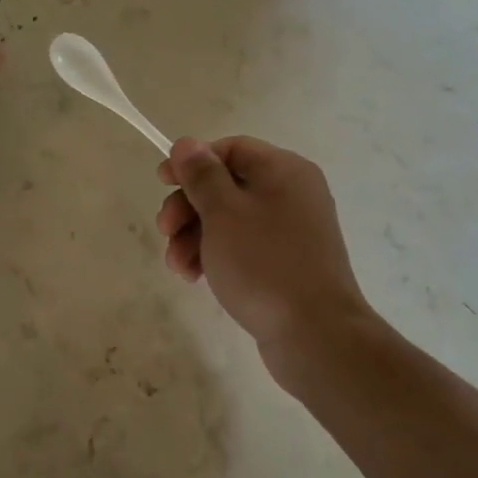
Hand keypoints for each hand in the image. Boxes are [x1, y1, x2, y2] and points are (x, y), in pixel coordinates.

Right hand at [155, 136, 374, 353]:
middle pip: (226, 185)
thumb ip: (202, 175)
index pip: (230, 149)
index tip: (161, 182)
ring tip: (177, 266)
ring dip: (194, 236)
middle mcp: (292, 194)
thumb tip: (187, 143)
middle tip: (164, 231)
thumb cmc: (264, 263)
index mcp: (284, 171)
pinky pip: (243, 246)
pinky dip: (215, 255)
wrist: (315, 334)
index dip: (192, 162)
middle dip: (188, 207)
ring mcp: (291, 231)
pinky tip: (194, 276)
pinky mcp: (286, 263)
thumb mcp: (223, 213)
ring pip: (229, 219)